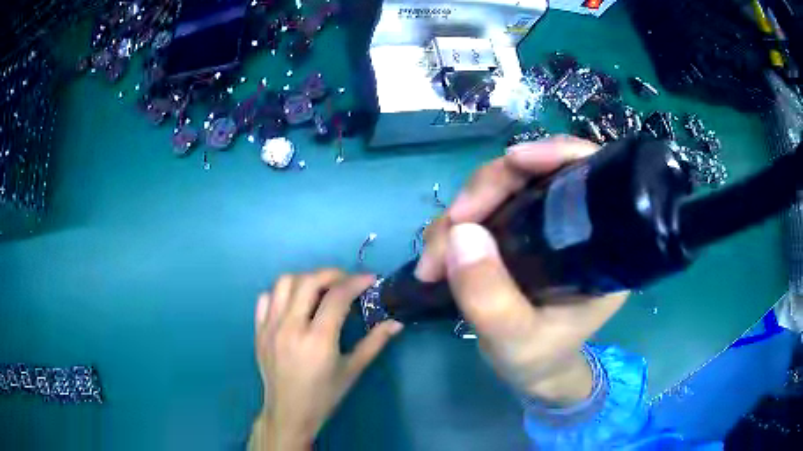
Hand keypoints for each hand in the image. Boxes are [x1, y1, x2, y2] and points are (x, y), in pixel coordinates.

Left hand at [249, 269, 403, 450]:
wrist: (289, 413)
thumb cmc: (324, 396)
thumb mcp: (352, 370)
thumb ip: (374, 343)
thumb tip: (396, 323)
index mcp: (317, 340)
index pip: (337, 296)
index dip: (356, 282)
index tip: (369, 279)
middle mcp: (290, 327)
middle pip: (308, 281)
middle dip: (332, 273)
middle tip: (347, 281)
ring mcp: (270, 327)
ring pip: (284, 283)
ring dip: (306, 278)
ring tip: (320, 288)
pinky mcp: (258, 330)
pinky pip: (265, 298)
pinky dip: (281, 292)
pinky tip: (294, 302)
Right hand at [416, 136, 627, 402]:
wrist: (530, 370)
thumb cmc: (538, 358)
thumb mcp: (516, 340)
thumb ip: (491, 298)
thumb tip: (459, 232)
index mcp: (602, 245)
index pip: (589, 175)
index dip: (555, 154)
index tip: (513, 161)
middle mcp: (576, 224)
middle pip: (534, 173)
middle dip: (485, 192)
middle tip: (446, 236)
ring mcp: (543, 224)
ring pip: (501, 188)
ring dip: (461, 213)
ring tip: (435, 260)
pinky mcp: (517, 231)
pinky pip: (484, 208)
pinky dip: (456, 224)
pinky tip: (439, 253)